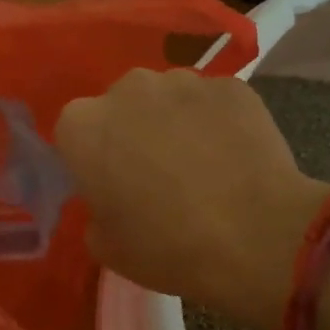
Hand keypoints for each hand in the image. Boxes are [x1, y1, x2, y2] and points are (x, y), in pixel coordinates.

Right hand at [56, 69, 328, 329]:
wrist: (255, 237)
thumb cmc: (167, 247)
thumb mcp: (105, 245)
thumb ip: (96, 206)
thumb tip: (112, 194)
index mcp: (83, 126)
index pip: (74, 133)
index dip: (91, 159)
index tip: (110, 185)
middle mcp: (127, 88)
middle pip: (120, 106)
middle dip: (131, 131)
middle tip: (154, 174)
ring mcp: (184, 81)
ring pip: (167, 99)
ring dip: (173, 122)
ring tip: (200, 164)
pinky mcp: (231, 86)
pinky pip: (211, 103)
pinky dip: (216, 122)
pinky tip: (232, 157)